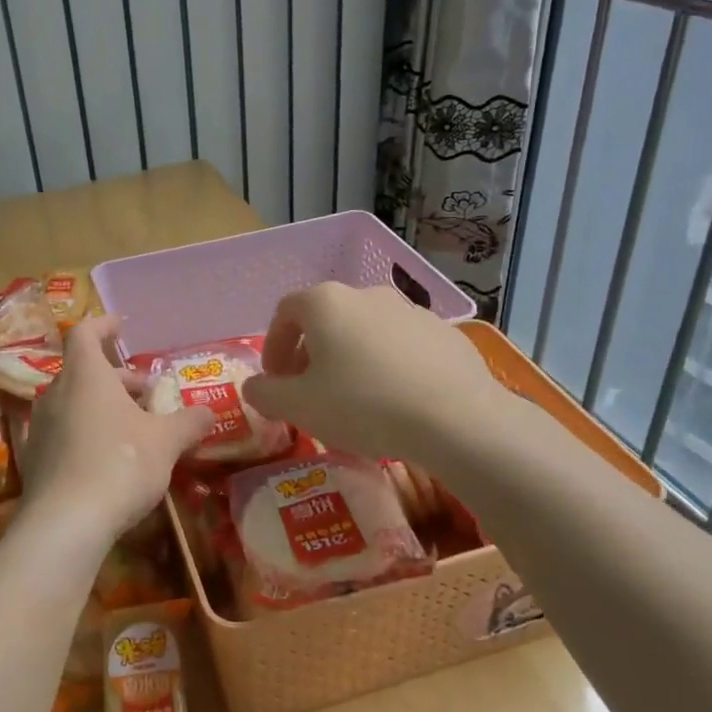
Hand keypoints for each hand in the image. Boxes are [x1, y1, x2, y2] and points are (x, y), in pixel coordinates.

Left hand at [17, 315, 215, 546]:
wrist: (65, 524)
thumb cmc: (120, 464)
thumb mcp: (166, 442)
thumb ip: (188, 423)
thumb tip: (209, 412)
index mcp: (86, 376)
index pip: (85, 333)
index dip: (103, 326)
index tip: (121, 327)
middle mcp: (56, 393)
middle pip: (85, 372)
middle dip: (118, 379)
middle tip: (148, 394)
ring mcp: (41, 427)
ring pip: (75, 403)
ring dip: (104, 407)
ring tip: (135, 427)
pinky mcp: (35, 460)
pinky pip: (65, 432)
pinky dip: (88, 432)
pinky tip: (110, 458)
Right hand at [242, 283, 506, 462]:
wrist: (457, 417)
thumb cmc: (363, 405)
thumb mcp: (299, 407)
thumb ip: (265, 393)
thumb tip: (254, 387)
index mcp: (325, 303)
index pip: (285, 312)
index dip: (273, 345)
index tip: (276, 379)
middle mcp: (366, 294)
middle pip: (325, 318)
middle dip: (310, 352)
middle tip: (309, 391)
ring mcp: (409, 309)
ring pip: (365, 330)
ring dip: (350, 357)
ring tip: (354, 398)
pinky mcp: (443, 331)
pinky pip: (401, 344)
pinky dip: (388, 364)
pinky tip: (396, 399)